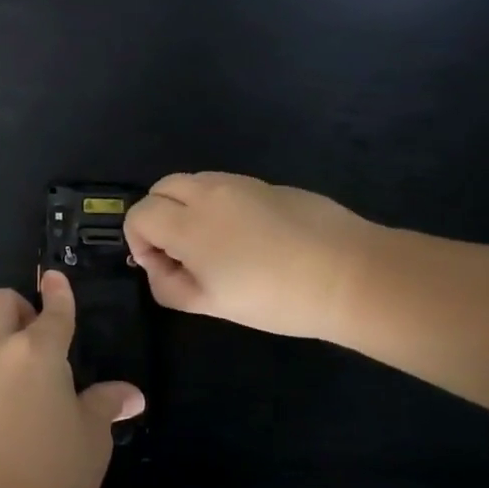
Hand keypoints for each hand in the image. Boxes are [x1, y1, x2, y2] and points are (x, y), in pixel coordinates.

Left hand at [0, 271, 143, 487]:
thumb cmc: (55, 471)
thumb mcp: (91, 437)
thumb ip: (105, 405)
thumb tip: (130, 395)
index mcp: (36, 351)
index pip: (52, 310)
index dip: (58, 292)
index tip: (55, 279)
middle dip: (18, 305)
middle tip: (37, 331)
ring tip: (19, 373)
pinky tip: (0, 408)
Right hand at [124, 172, 379, 339]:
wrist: (351, 274)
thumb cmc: (274, 298)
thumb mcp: (211, 305)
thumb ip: (169, 286)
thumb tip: (158, 266)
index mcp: (188, 223)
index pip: (139, 214)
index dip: (138, 241)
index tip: (161, 266)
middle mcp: (208, 192)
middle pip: (161, 188)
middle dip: (158, 217)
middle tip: (180, 252)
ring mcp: (240, 183)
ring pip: (193, 182)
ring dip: (186, 207)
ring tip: (213, 244)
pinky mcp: (268, 184)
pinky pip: (225, 186)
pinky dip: (216, 204)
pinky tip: (246, 237)